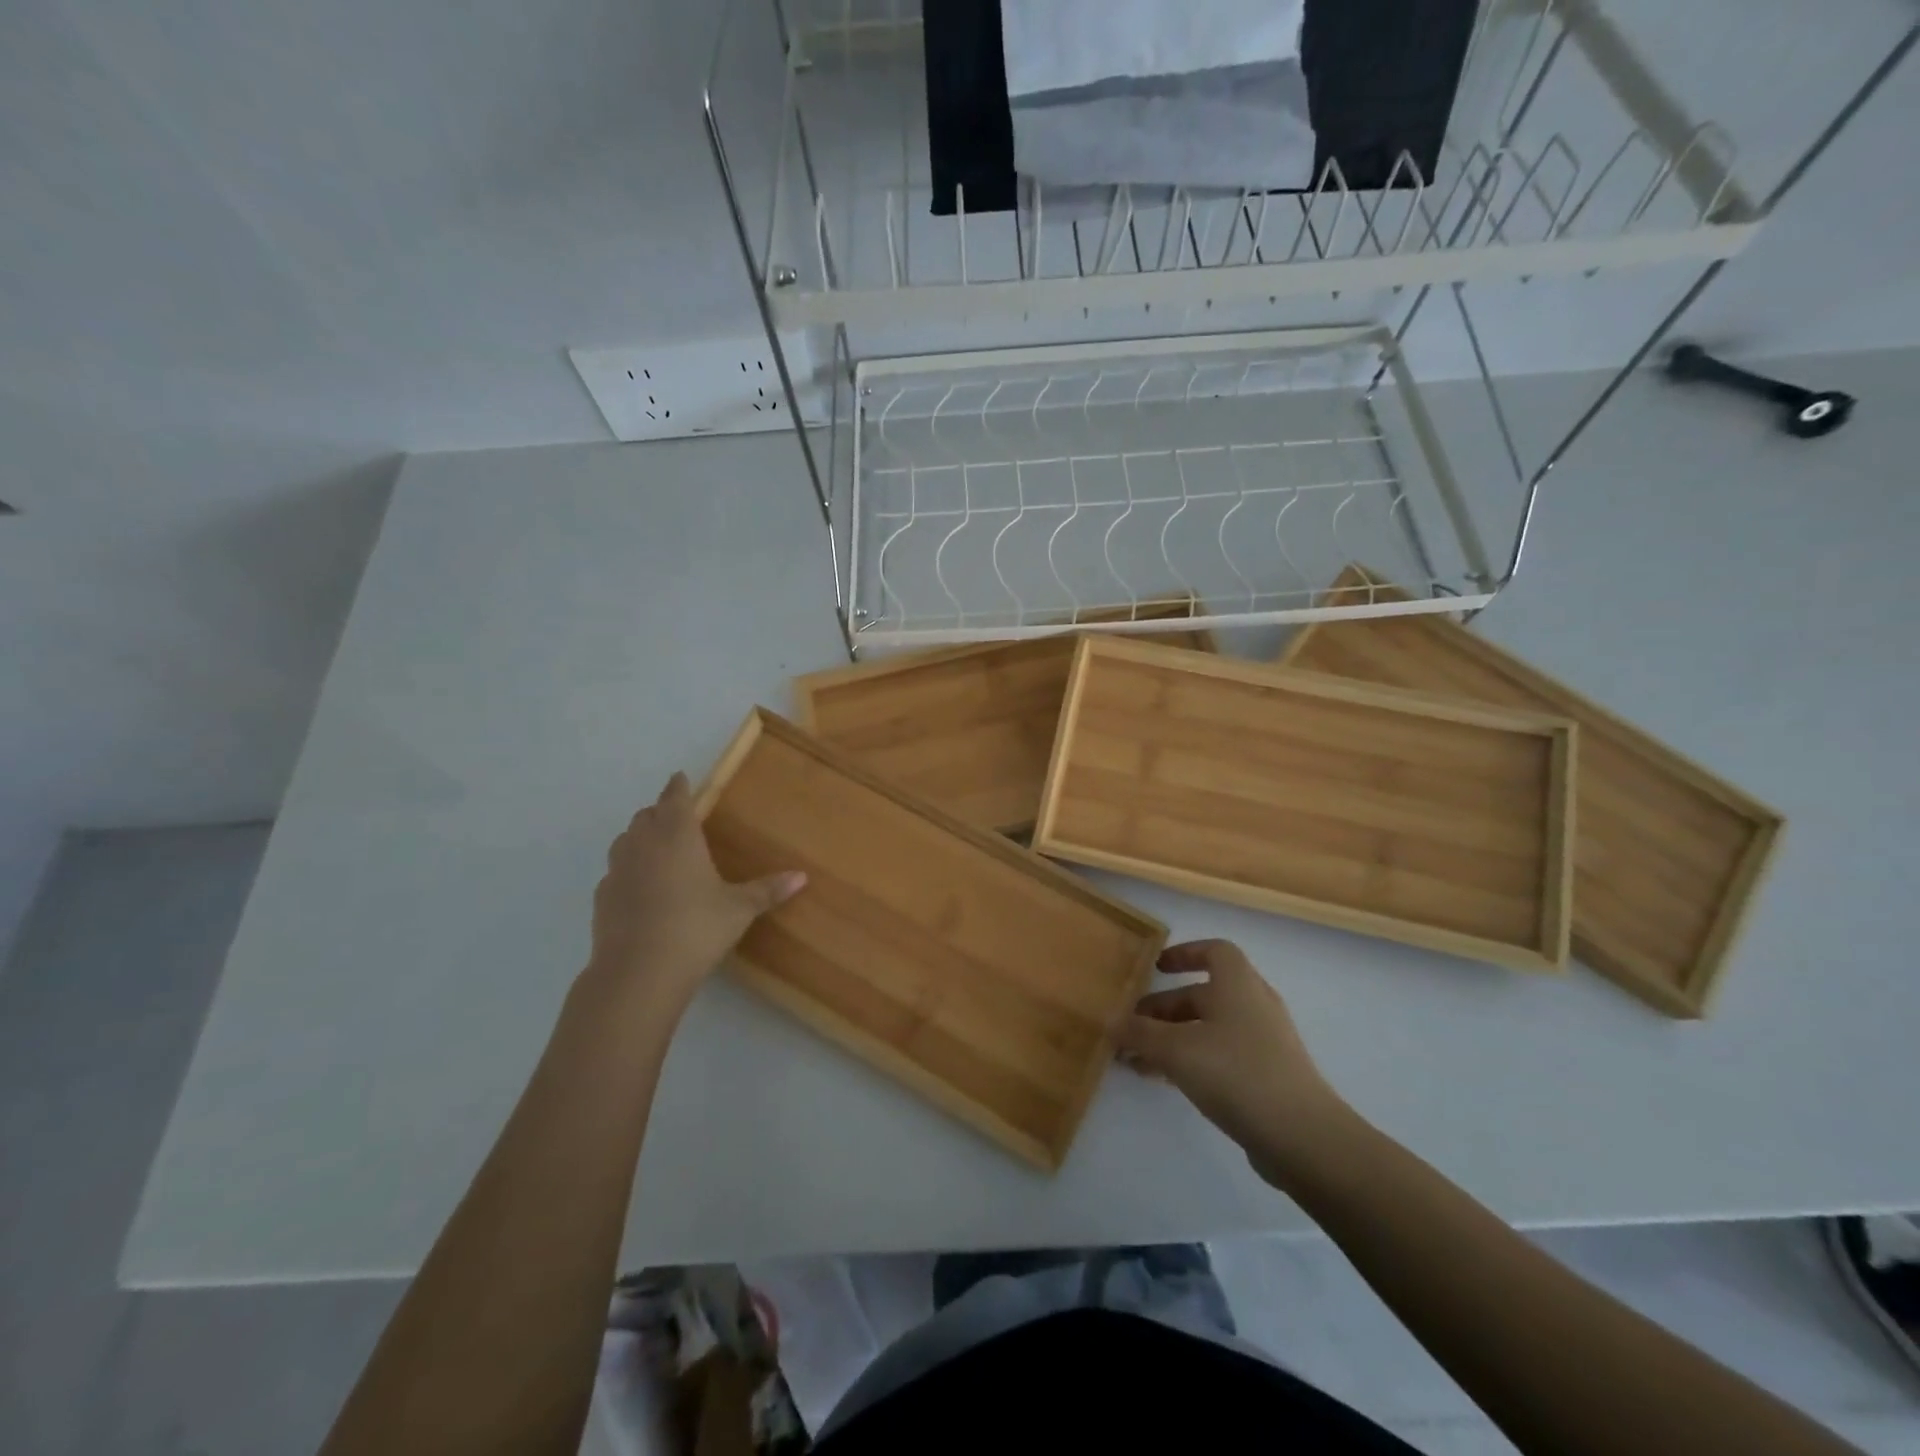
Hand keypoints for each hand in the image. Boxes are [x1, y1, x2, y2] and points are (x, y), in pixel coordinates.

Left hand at [585, 772, 804, 1008]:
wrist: (638, 972)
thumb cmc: (695, 928)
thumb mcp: (739, 909)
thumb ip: (767, 890)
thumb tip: (802, 876)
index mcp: (677, 835)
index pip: (674, 798)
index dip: (678, 787)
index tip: (680, 778)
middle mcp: (643, 844)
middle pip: (647, 815)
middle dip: (660, 811)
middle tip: (676, 817)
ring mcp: (617, 870)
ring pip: (625, 840)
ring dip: (640, 837)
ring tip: (657, 848)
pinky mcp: (602, 898)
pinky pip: (615, 872)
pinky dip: (628, 870)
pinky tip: (640, 888)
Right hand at [1114, 939, 1352, 1187]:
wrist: (1302, 1136)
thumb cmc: (1236, 1073)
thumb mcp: (1176, 1050)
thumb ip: (1140, 1034)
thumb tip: (1111, 1022)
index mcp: (1237, 984)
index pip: (1213, 951)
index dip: (1184, 954)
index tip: (1155, 968)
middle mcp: (1254, 1004)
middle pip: (1204, 994)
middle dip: (1165, 1008)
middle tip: (1132, 1027)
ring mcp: (1265, 1042)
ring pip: (1210, 1028)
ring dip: (1174, 1038)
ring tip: (1139, 1061)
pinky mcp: (1269, 1076)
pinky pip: (1223, 1055)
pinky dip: (1194, 1060)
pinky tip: (1168, 1082)